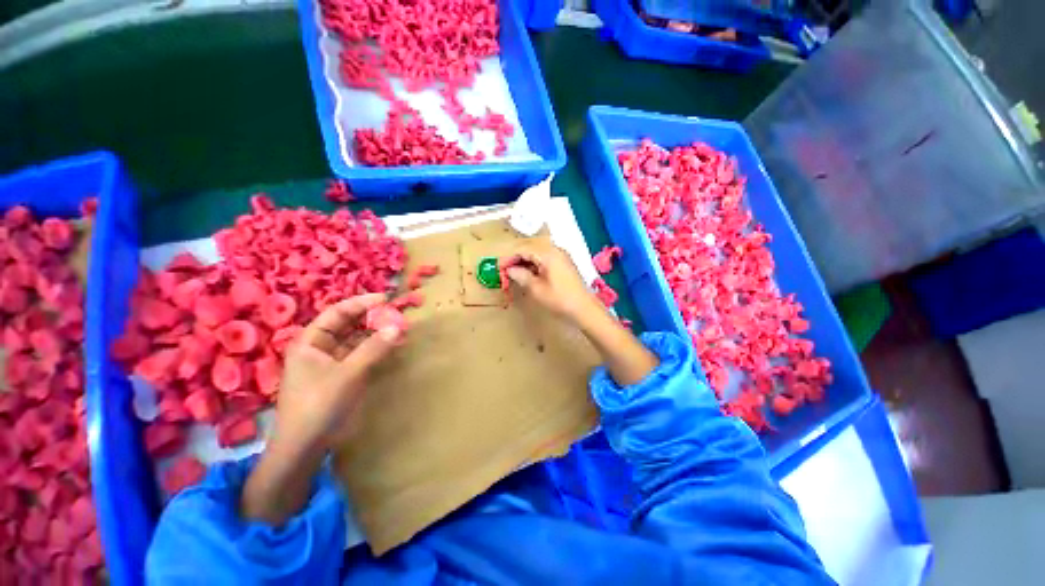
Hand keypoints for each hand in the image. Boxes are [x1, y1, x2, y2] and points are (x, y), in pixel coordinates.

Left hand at [276, 293, 402, 451]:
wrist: (304, 447)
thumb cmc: (319, 404)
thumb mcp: (349, 374)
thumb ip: (374, 348)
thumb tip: (398, 326)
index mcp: (310, 342)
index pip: (337, 312)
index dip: (361, 303)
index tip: (386, 299)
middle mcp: (318, 348)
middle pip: (347, 325)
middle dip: (371, 319)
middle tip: (396, 315)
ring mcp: (329, 363)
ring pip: (355, 341)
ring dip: (376, 334)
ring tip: (399, 330)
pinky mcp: (340, 376)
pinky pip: (360, 356)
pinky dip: (375, 350)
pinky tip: (391, 348)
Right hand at [500, 240, 599, 323]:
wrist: (584, 309)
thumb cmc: (559, 299)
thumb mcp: (536, 289)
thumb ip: (521, 275)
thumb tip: (510, 270)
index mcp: (548, 254)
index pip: (523, 249)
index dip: (509, 258)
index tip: (499, 268)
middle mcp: (555, 250)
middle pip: (530, 248)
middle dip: (516, 259)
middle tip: (505, 271)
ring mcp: (561, 256)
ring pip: (537, 254)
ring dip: (525, 262)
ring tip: (514, 274)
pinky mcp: (564, 264)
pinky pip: (545, 259)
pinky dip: (535, 265)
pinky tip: (529, 274)